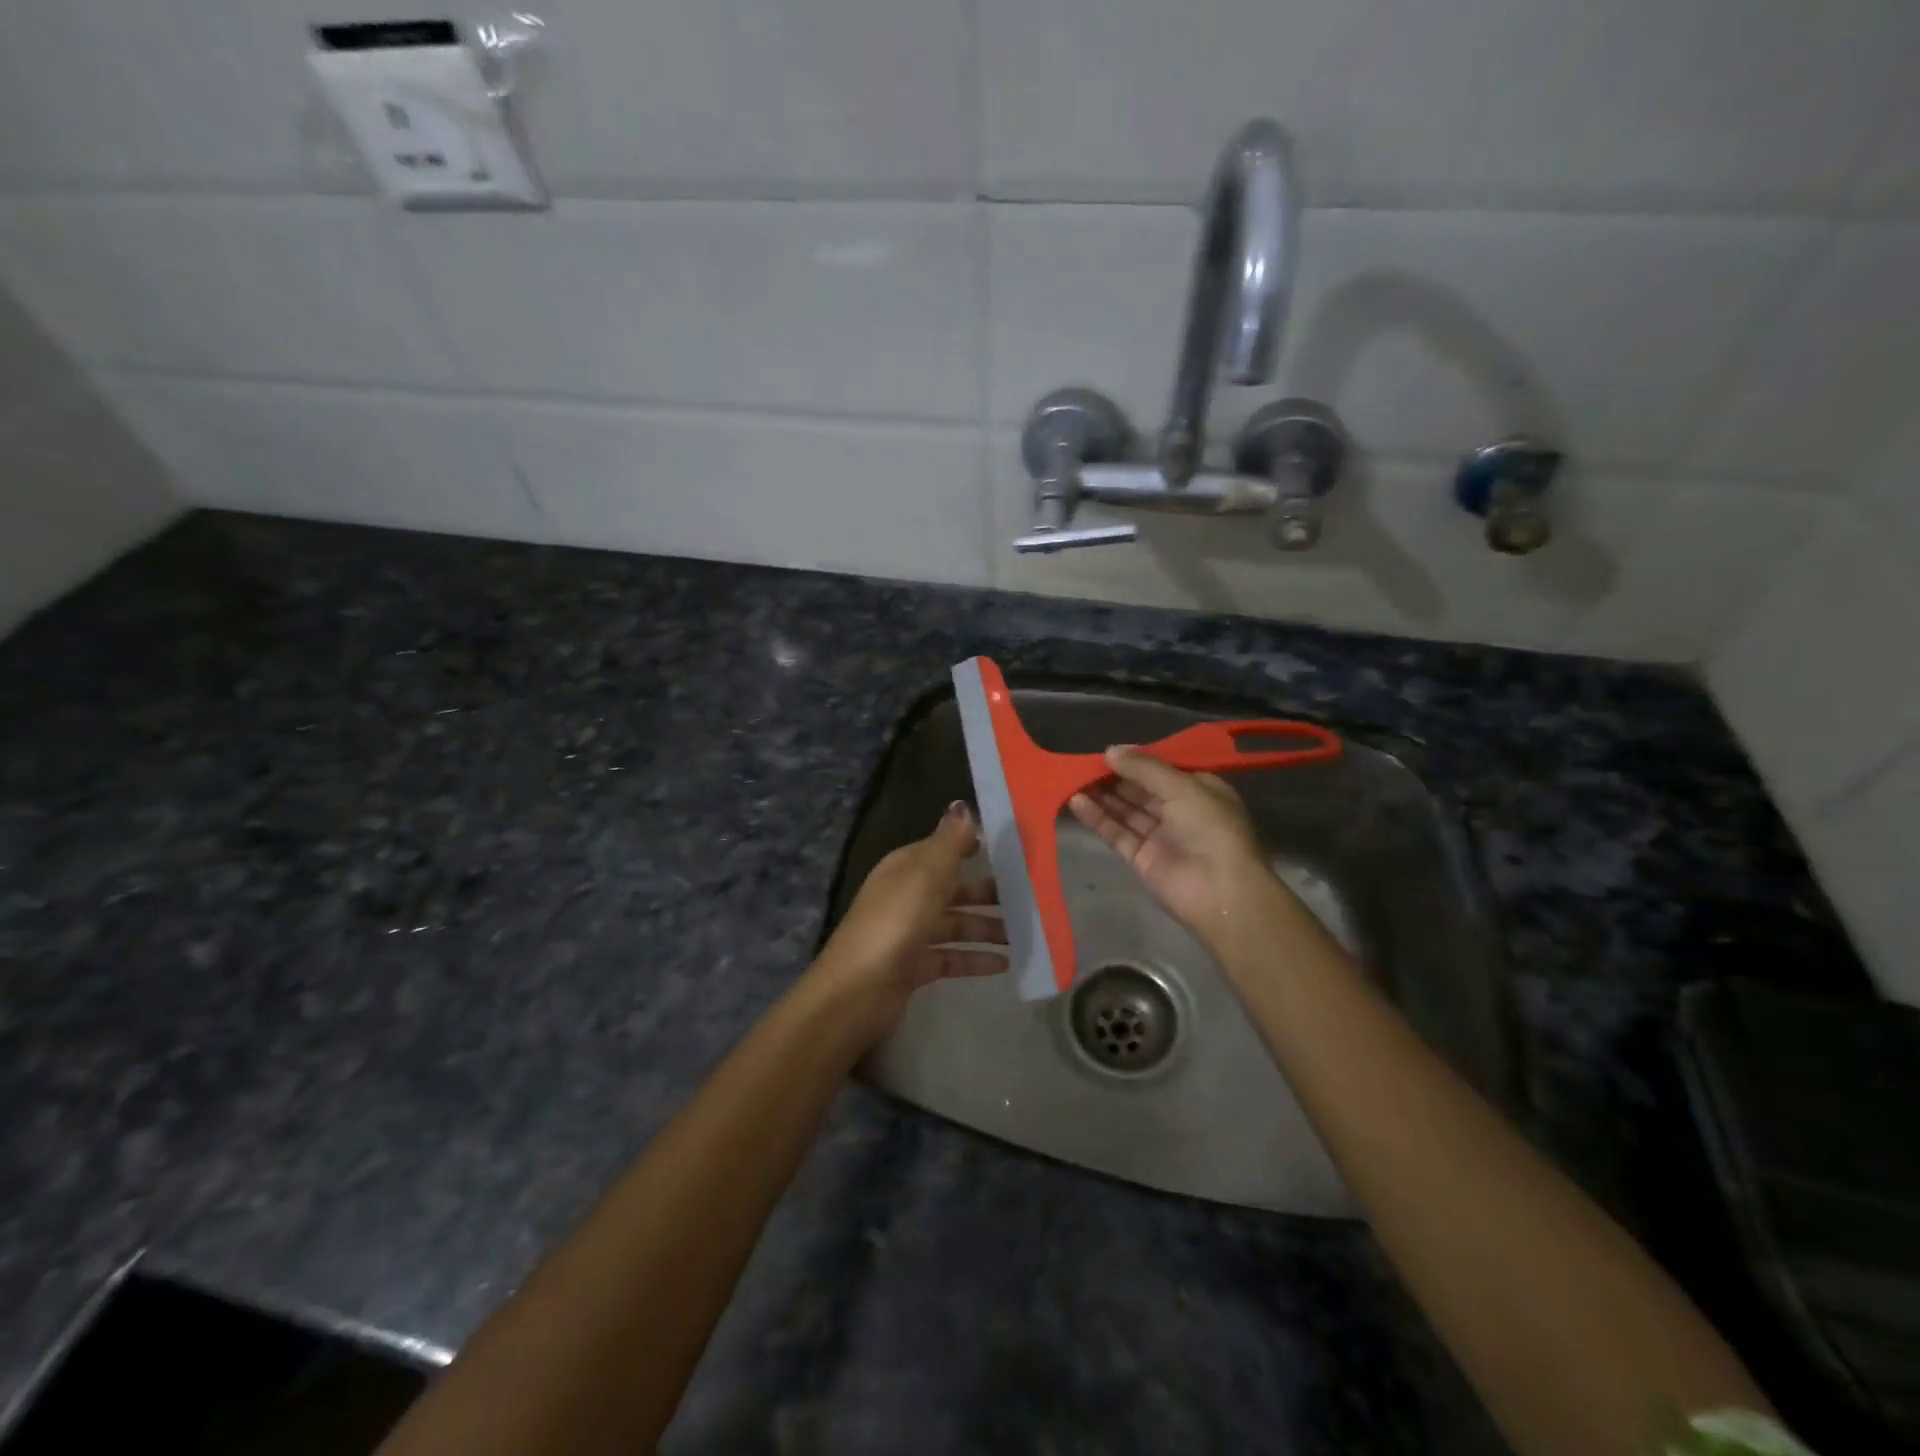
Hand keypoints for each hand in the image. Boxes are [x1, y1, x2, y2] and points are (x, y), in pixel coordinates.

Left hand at [816, 802, 1005, 1021]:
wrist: (857, 991)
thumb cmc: (895, 923)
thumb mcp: (925, 876)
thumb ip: (948, 842)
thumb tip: (961, 804)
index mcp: (905, 868)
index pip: (941, 849)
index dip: (969, 846)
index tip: (1009, 849)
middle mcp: (906, 896)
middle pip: (952, 888)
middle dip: (986, 891)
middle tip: (1028, 896)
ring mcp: (909, 933)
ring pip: (955, 924)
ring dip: (987, 927)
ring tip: (1024, 933)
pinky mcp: (914, 967)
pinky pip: (951, 957)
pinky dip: (975, 958)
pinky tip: (1004, 964)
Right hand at [1069, 747, 1274, 941]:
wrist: (1222, 892)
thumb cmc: (1211, 828)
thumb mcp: (1182, 787)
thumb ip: (1144, 768)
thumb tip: (1110, 750)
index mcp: (1199, 789)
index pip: (1162, 769)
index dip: (1135, 760)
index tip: (1107, 751)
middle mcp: (1179, 810)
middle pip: (1140, 789)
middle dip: (1113, 776)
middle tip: (1081, 764)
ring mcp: (1159, 835)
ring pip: (1125, 810)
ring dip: (1100, 795)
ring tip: (1071, 779)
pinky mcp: (1141, 858)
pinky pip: (1116, 832)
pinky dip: (1097, 817)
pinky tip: (1076, 802)